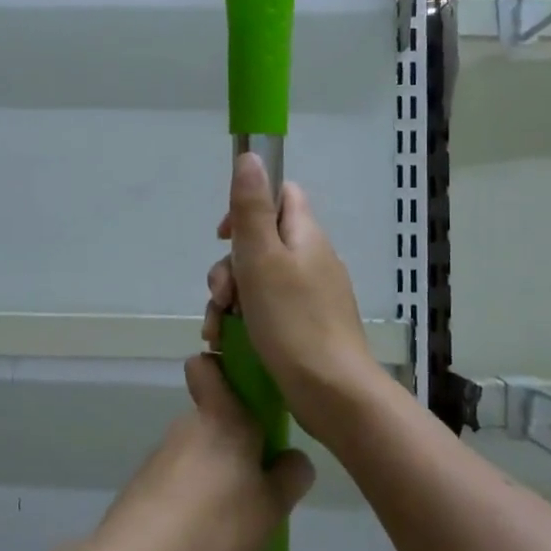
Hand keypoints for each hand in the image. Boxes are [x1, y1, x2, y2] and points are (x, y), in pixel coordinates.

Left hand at [96, 354, 314, 550]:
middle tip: (259, 482)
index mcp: (223, 416)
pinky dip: (193, 497)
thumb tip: (292, 458)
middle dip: (236, 442)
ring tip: (234, 519)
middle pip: (214, 416)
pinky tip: (204, 534)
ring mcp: (162, 454)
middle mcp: (189, 424)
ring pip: (198, 450)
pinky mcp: (144, 484)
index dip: (222, 369)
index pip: (207, 366)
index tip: (246, 393)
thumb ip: (291, 477)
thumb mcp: (272, 508)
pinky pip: (180, 478)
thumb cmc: (216, 523)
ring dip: (216, 473)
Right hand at [202, 153, 377, 436]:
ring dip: (230, 299)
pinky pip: (267, 311)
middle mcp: (312, 259)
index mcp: (305, 236)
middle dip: (230, 266)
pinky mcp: (305, 327)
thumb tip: (250, 156)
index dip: (248, 206)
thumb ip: (251, 208)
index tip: (224, 235)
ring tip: (218, 329)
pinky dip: (245, 322)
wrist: (332, 393)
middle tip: (221, 295)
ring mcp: (311, 295)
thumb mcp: (262, 258)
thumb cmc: (293, 321)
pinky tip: (227, 344)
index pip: (281, 196)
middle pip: (261, 243)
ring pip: (258, 281)